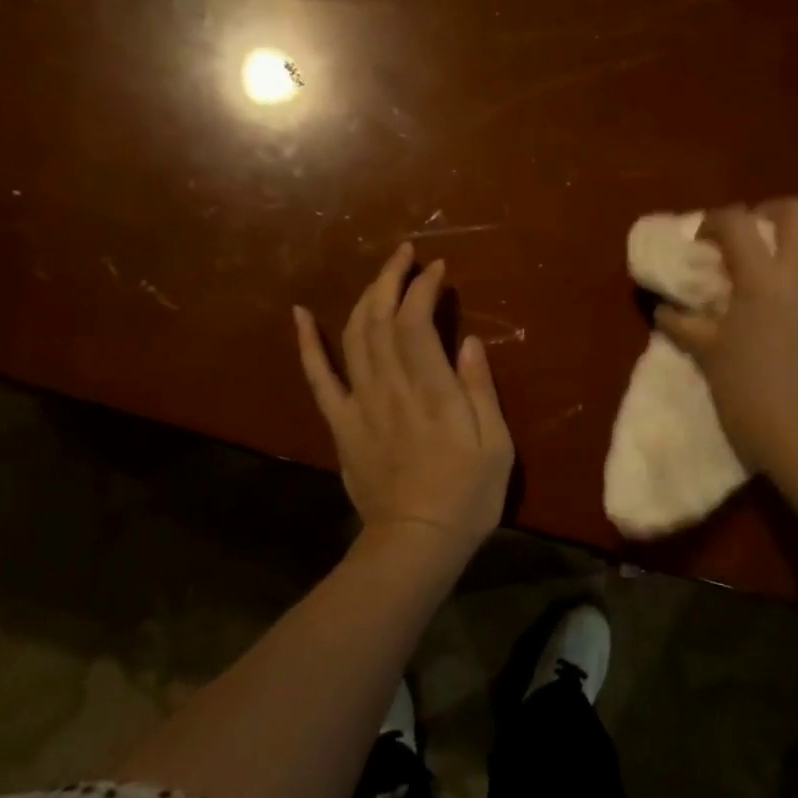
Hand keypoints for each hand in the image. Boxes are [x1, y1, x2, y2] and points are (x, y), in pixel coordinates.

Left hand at [295, 243, 514, 564]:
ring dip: (364, 298)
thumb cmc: (467, 495)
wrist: (416, 542)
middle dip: (391, 279)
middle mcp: (391, 388)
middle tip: (406, 254)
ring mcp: (359, 404)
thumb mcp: (496, 445)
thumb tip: (468, 341)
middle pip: (381, 319)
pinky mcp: (341, 423)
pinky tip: (300, 315)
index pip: (417, 323)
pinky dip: (308, 343)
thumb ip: (480, 389)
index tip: (437, 269)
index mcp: (432, 391)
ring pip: (354, 337)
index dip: (423, 288)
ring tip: (380, 275)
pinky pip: (318, 377)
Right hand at [655, 199, 797, 475]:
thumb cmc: (744, 389)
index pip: (735, 222)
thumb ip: (681, 323)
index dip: (714, 221)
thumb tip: (663, 308)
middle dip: (765, 212)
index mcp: (761, 277)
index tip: (703, 239)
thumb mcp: (705, 351)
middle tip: (750, 234)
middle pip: (792, 210)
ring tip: (784, 249)